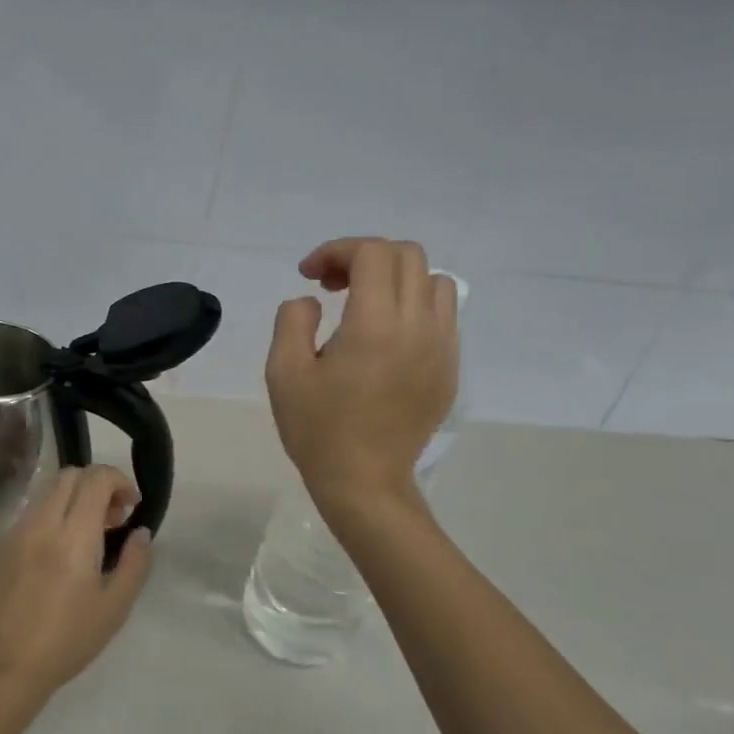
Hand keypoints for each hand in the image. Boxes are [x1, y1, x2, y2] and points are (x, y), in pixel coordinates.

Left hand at [0, 466, 153, 699]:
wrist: (6, 665)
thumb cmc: (68, 639)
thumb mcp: (115, 606)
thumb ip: (136, 563)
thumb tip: (141, 532)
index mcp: (74, 534)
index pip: (95, 478)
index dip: (118, 481)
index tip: (131, 506)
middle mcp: (42, 522)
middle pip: (70, 475)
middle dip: (97, 485)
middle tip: (112, 519)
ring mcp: (16, 531)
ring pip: (48, 491)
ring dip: (74, 499)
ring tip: (88, 536)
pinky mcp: (1, 545)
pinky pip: (31, 513)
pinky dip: (52, 515)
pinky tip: (59, 552)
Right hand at [264, 237, 459, 519]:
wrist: (364, 482)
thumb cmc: (318, 429)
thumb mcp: (283, 371)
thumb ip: (292, 319)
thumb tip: (313, 301)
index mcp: (375, 325)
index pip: (372, 253)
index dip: (336, 250)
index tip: (308, 276)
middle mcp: (419, 327)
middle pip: (407, 256)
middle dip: (364, 257)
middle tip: (332, 286)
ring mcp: (442, 348)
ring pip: (434, 281)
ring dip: (395, 279)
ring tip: (363, 306)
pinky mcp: (450, 368)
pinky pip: (443, 315)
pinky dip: (414, 306)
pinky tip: (385, 335)